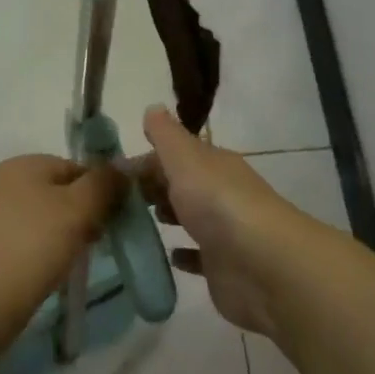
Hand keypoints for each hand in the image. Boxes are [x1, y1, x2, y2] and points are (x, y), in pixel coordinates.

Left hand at [0, 154, 123, 323]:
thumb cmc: (34, 246)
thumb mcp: (79, 209)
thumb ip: (104, 183)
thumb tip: (122, 168)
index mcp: (22, 163)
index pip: (75, 168)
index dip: (98, 192)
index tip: (109, 222)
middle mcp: (2, 180)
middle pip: (58, 190)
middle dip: (80, 214)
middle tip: (93, 243)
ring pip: (42, 215)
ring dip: (62, 233)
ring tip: (71, 260)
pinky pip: (24, 236)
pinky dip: (40, 248)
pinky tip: (47, 270)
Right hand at [132, 107, 317, 336]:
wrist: (262, 265)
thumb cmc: (218, 203)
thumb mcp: (186, 159)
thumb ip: (166, 135)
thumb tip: (153, 107)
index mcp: (213, 164)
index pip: (173, 154)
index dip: (145, 160)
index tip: (112, 174)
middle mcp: (219, 192)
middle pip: (181, 183)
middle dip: (153, 187)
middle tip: (116, 199)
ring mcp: (223, 231)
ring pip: (190, 216)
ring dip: (168, 215)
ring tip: (134, 222)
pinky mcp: (222, 266)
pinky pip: (198, 256)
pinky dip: (183, 254)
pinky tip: (167, 255)